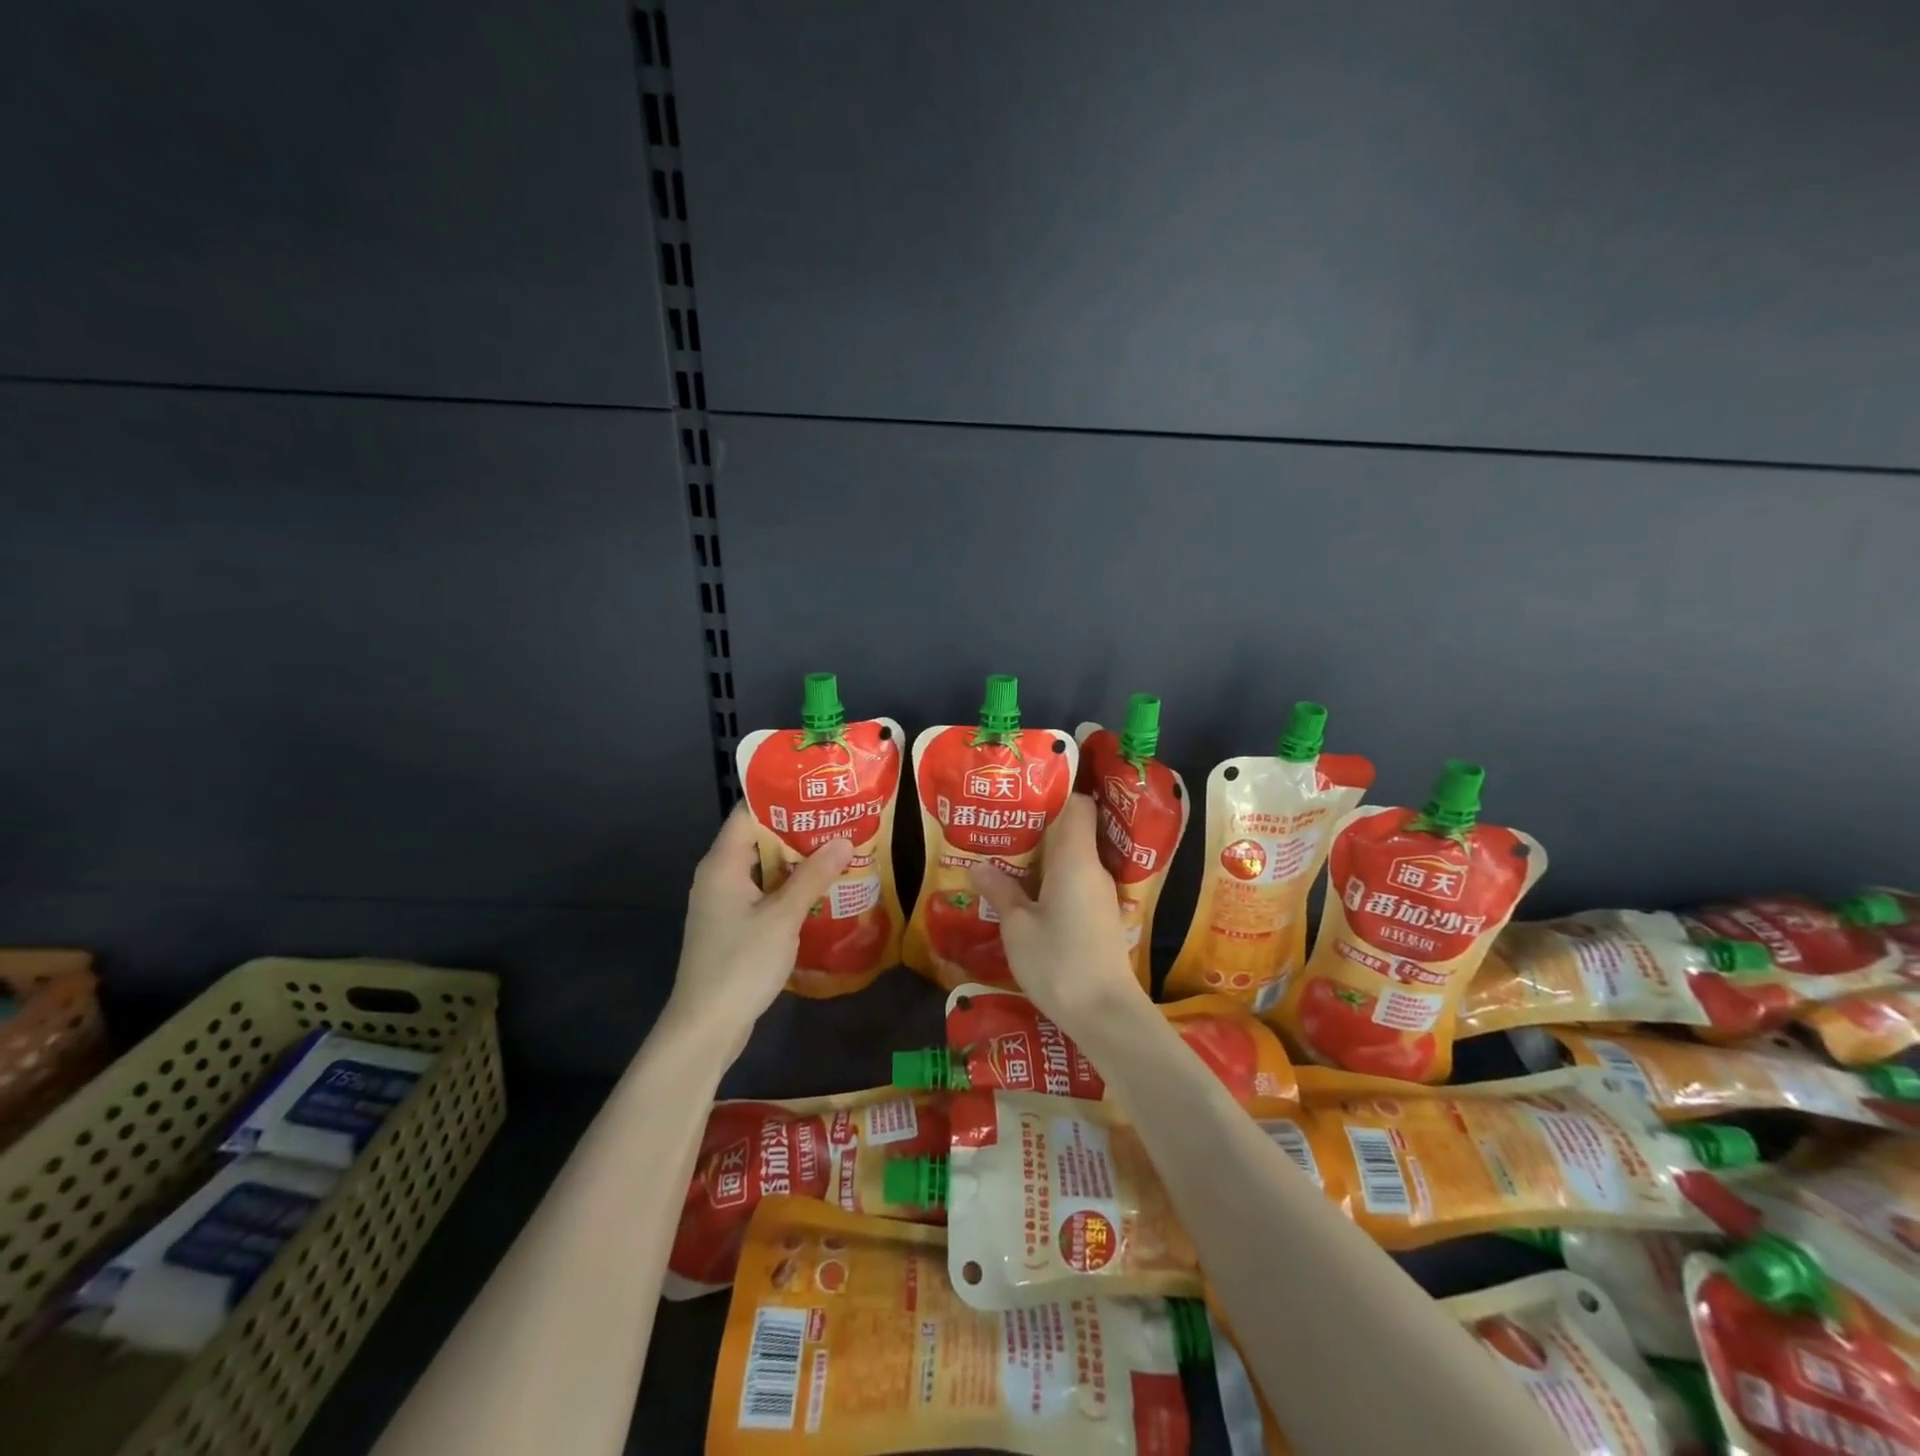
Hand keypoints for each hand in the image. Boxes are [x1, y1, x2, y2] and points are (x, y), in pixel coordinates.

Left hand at [666, 805, 853, 1051]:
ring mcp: (725, 904)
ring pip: (764, 869)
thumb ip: (813, 876)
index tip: (818, 789)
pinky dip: (789, 888)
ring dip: (797, 861)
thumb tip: (844, 840)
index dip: (781, 798)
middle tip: (840, 818)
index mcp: (723, 864)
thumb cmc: (741, 964)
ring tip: (839, 848)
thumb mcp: (783, 917)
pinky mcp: (733, 927)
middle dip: (798, 829)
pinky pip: (764, 894)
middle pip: (759, 839)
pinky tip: (822, 890)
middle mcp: (719, 877)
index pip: (748, 813)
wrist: (706, 1028)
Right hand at [967, 794, 1141, 1028]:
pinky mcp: (1100, 918)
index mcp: (1076, 859)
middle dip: (1037, 828)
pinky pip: (1074, 884)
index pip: (1079, 806)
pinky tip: (1026, 897)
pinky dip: (1051, 883)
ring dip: (1041, 859)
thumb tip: (978, 865)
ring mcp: (1100, 895)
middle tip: (1000, 828)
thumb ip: (999, 891)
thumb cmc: (1059, 962)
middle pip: (1072, 832)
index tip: (1023, 796)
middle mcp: (1093, 870)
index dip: (1055, 795)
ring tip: (1005, 860)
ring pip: (1071, 861)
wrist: (1105, 1015)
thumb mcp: (1017, 926)